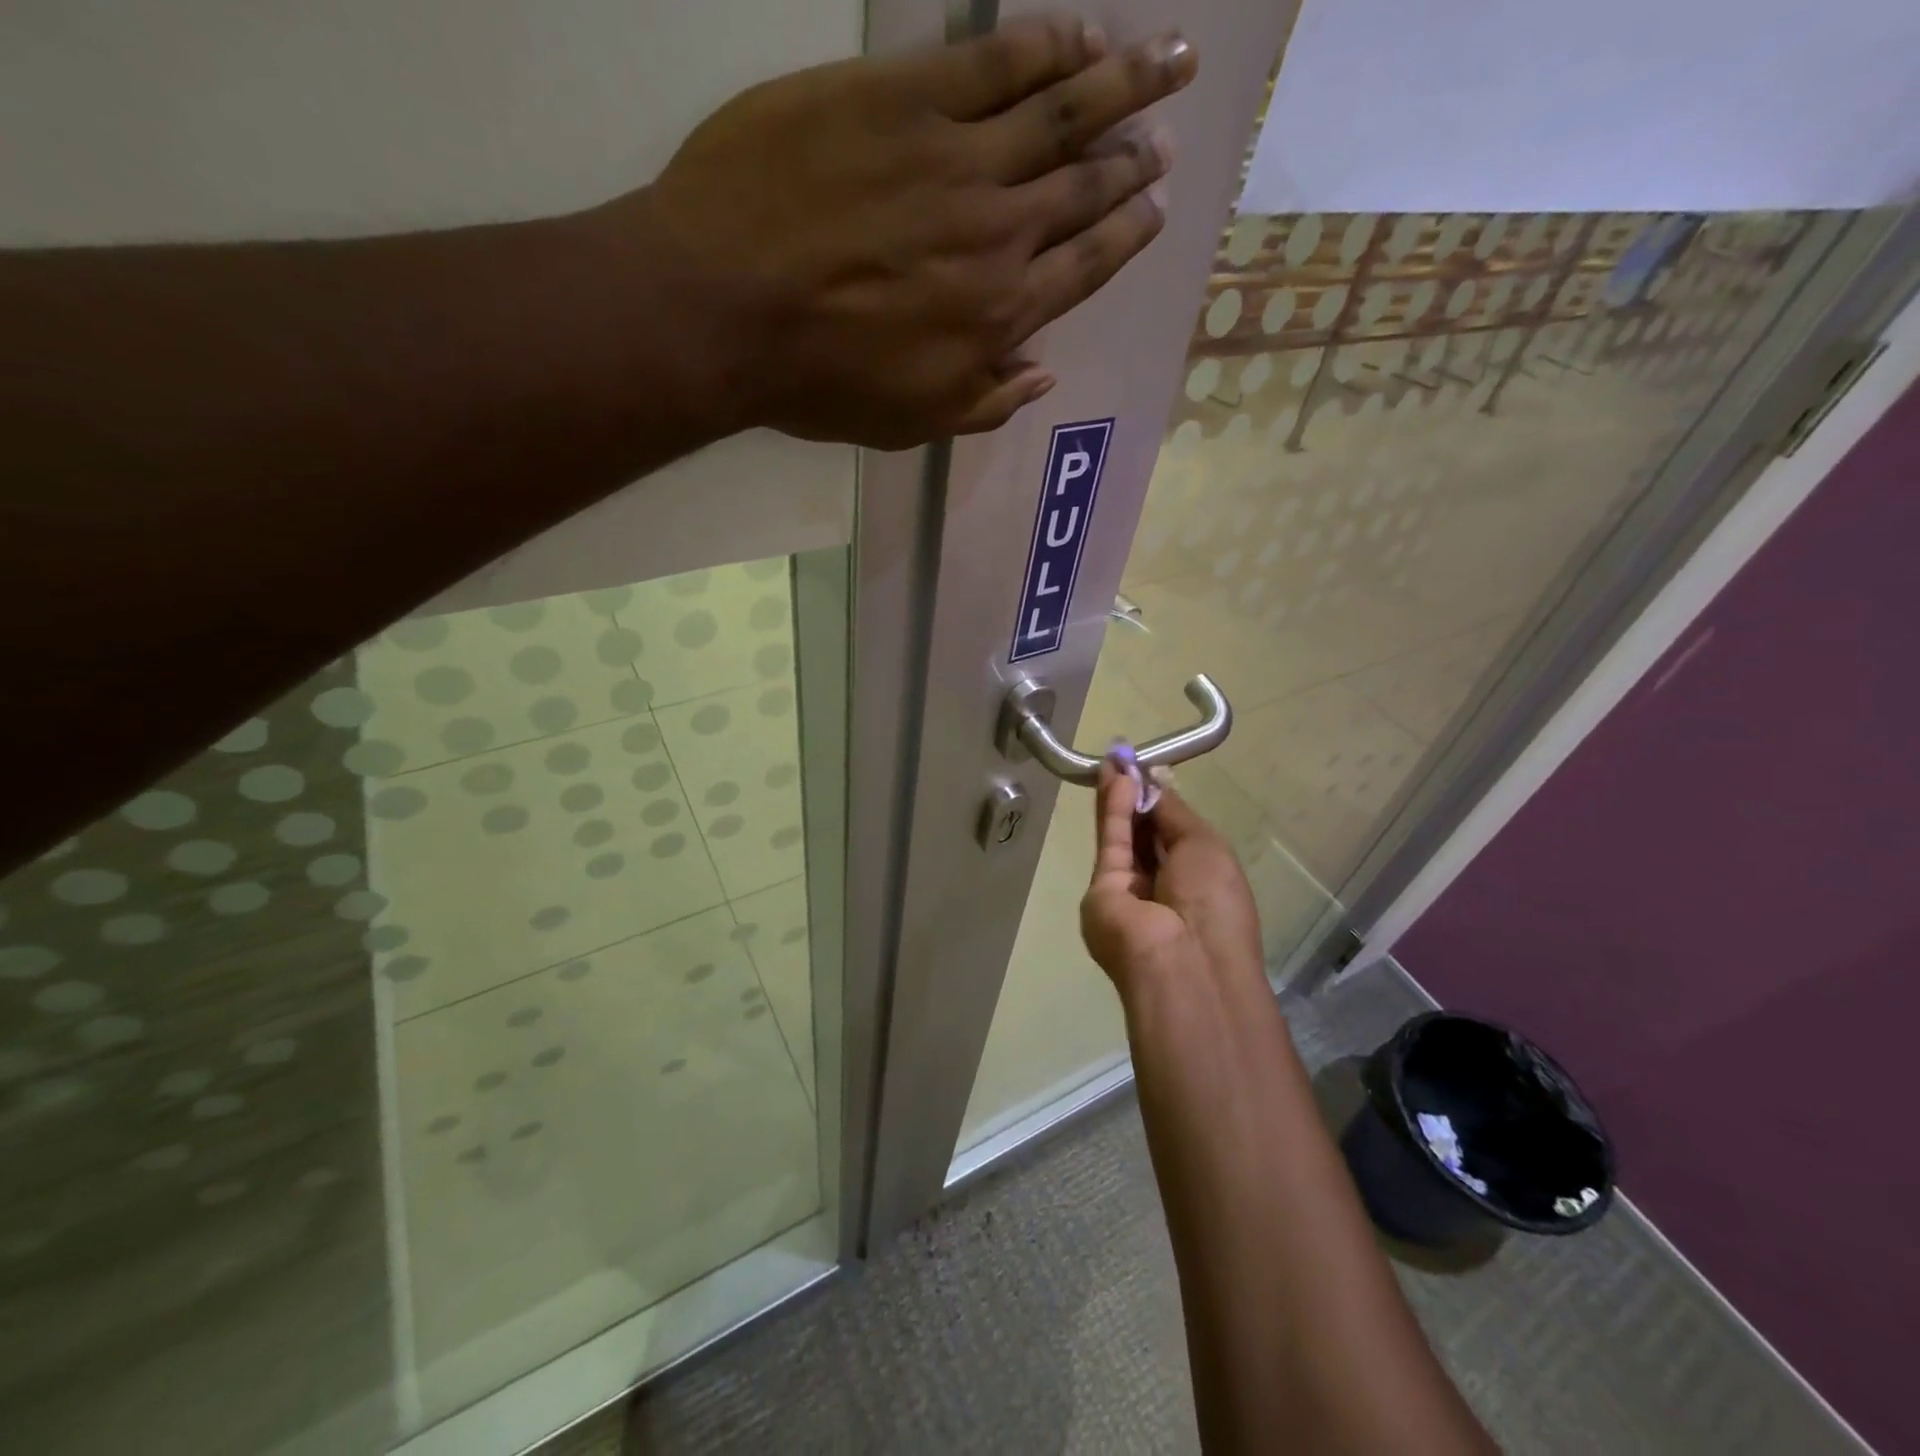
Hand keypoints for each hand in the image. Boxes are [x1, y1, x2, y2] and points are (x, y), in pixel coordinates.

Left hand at [625, 15, 1197, 447]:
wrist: (727, 309)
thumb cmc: (820, 381)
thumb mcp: (912, 422)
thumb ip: (985, 402)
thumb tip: (1042, 376)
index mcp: (999, 315)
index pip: (1084, 266)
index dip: (1126, 235)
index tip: (1156, 209)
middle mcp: (999, 234)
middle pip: (1084, 188)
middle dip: (1135, 162)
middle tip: (1169, 136)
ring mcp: (956, 159)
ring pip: (1061, 113)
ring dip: (1124, 84)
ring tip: (1169, 59)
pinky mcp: (905, 96)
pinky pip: (995, 60)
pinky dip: (1046, 45)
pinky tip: (1083, 35)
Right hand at [1081, 760, 1263, 998]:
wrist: (1182, 960)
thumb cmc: (1213, 901)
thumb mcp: (1206, 845)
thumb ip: (1173, 812)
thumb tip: (1155, 780)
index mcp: (1200, 879)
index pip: (1175, 833)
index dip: (1161, 801)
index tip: (1147, 770)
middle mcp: (1164, 886)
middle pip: (1145, 834)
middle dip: (1136, 796)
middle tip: (1124, 759)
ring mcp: (1131, 890)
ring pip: (1124, 836)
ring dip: (1121, 798)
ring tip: (1115, 760)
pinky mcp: (1102, 890)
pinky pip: (1111, 845)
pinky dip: (1114, 813)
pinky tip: (1116, 781)